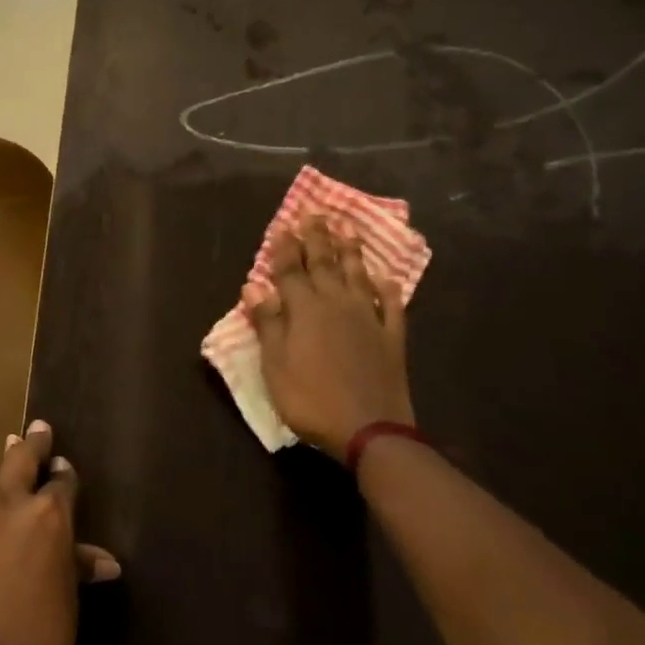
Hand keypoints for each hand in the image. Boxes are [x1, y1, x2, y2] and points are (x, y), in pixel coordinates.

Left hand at [0, 420, 120, 644]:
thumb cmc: (42, 642)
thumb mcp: (69, 603)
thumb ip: (77, 569)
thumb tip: (102, 561)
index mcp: (47, 516)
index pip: (61, 481)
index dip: (64, 473)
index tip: (64, 464)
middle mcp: (9, 509)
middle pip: (20, 462)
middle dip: (31, 445)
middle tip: (37, 429)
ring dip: (5, 485)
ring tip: (11, 475)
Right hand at [242, 215, 413, 460]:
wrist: (370, 431)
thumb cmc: (311, 399)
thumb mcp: (275, 366)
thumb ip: (268, 323)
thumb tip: (252, 286)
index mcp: (305, 309)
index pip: (291, 270)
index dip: (285, 247)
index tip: (283, 225)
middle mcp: (337, 304)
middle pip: (325, 263)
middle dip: (317, 237)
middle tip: (314, 213)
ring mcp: (368, 319)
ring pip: (358, 275)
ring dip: (351, 251)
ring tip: (347, 228)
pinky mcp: (391, 338)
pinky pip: (391, 306)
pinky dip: (388, 289)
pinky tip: (387, 278)